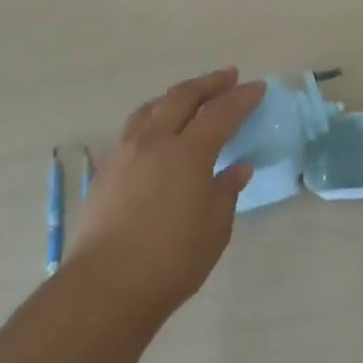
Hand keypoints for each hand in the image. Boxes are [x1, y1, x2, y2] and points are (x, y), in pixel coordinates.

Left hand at [64, 68, 264, 316]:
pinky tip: (157, 131)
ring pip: (151, 108)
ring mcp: (124, 153)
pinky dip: (153, 117)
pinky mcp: (106, 171)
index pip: (220, 113)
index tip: (257, 87)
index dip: (241, 98)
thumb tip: (237, 168)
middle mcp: (154, 142)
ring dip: (176, 95)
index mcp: (187, 153)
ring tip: (190, 95)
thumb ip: (226, 191)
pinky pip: (133, 128)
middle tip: (229, 76)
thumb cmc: (171, 260)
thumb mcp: (214, 228)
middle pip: (182, 97)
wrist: (105, 287)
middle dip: (208, 83)